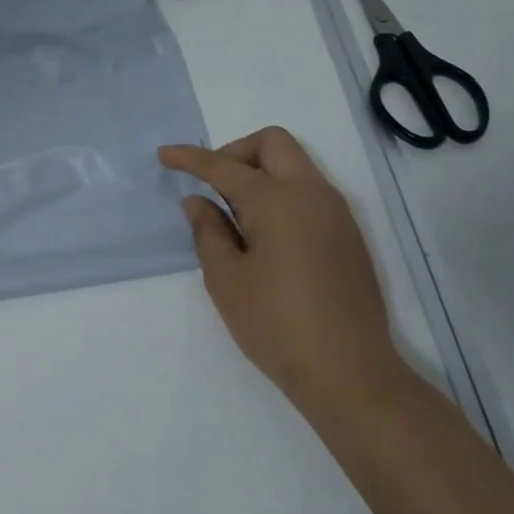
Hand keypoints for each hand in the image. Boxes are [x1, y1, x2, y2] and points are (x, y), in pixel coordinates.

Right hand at [160, 127, 399, 417]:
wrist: (348, 370)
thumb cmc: (275, 323)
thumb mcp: (226, 279)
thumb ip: (208, 231)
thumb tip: (199, 201)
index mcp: (276, 200)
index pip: (224, 166)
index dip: (191, 158)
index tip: (165, 154)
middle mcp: (311, 193)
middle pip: (272, 143)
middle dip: (235, 152)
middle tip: (212, 185)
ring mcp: (336, 212)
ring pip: (295, 165)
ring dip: (261, 172)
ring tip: (235, 216)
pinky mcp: (348, 234)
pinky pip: (310, 192)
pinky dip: (281, 194)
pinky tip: (265, 236)